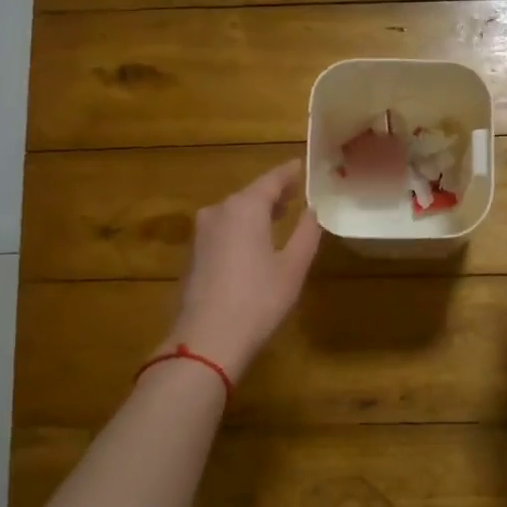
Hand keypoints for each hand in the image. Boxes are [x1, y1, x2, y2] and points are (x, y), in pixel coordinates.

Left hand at [159, 160, 321, 381]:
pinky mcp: (193, 255)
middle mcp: (218, 211)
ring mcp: (201, 233)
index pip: (271, 180)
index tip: (301, 166)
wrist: (207, 340)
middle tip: (295, 192)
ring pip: (234, 212)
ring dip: (256, 211)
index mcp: (245, 208)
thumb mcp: (293, 267)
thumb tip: (313, 211)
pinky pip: (222, 230)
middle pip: (250, 194)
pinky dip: (241, 228)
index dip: (288, 173)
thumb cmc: (258, 300)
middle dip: (273, 193)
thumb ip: (306, 233)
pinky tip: (254, 242)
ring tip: (278, 215)